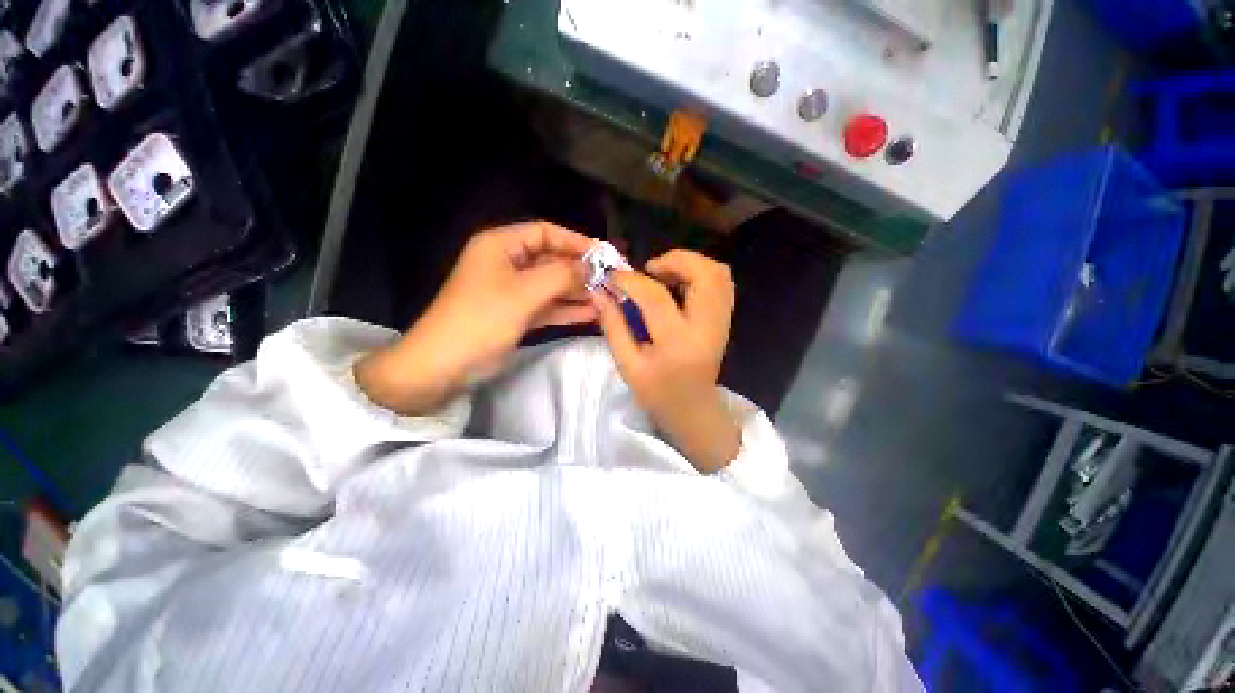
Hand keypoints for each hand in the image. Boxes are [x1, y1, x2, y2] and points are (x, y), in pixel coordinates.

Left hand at [356, 222, 596, 414]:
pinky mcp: (517, 314)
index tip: (604, 255)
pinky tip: (591, 314)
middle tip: (610, 280)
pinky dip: (567, 310)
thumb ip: (561, 276)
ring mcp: (513, 291)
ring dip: (577, 292)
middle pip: (551, 259)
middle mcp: (507, 263)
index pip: (545, 232)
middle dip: (580, 270)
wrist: (445, 365)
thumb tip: (591, 268)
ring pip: (551, 285)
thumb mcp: (524, 293)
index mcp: (500, 245)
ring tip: (606, 299)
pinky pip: (547, 306)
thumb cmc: (482, 319)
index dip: (575, 241)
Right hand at [593, 250, 739, 472]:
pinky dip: (700, 273)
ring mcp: (722, 322)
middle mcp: (707, 328)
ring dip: (690, 264)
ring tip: (664, 274)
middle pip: (705, 275)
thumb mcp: (628, 365)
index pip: (655, 297)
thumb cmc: (657, 393)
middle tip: (649, 269)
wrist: (694, 409)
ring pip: (719, 274)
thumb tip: (600, 292)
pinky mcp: (725, 320)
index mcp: (677, 343)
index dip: (631, 280)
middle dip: (675, 260)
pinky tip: (679, 284)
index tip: (613, 276)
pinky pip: (722, 283)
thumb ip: (613, 326)